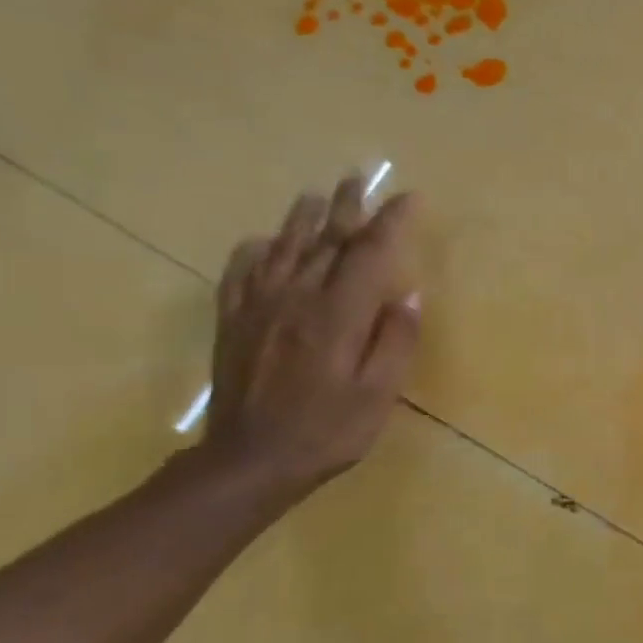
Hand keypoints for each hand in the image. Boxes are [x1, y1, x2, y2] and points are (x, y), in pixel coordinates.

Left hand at [202, 175, 422, 498]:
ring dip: (302, 218)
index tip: (408, 199)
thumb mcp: (378, 394)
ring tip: (314, 196)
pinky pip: (240, 273)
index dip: (391, 222)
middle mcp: (297, 298)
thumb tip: (409, 296)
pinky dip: (254, 251)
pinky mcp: (234, 322)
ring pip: (282, 248)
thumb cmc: (326, 430)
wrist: (250, 461)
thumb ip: (395, 341)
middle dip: (345, 208)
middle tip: (357, 181)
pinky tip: (260, 243)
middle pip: (325, 240)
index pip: (369, 254)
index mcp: (337, 314)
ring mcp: (259, 307)